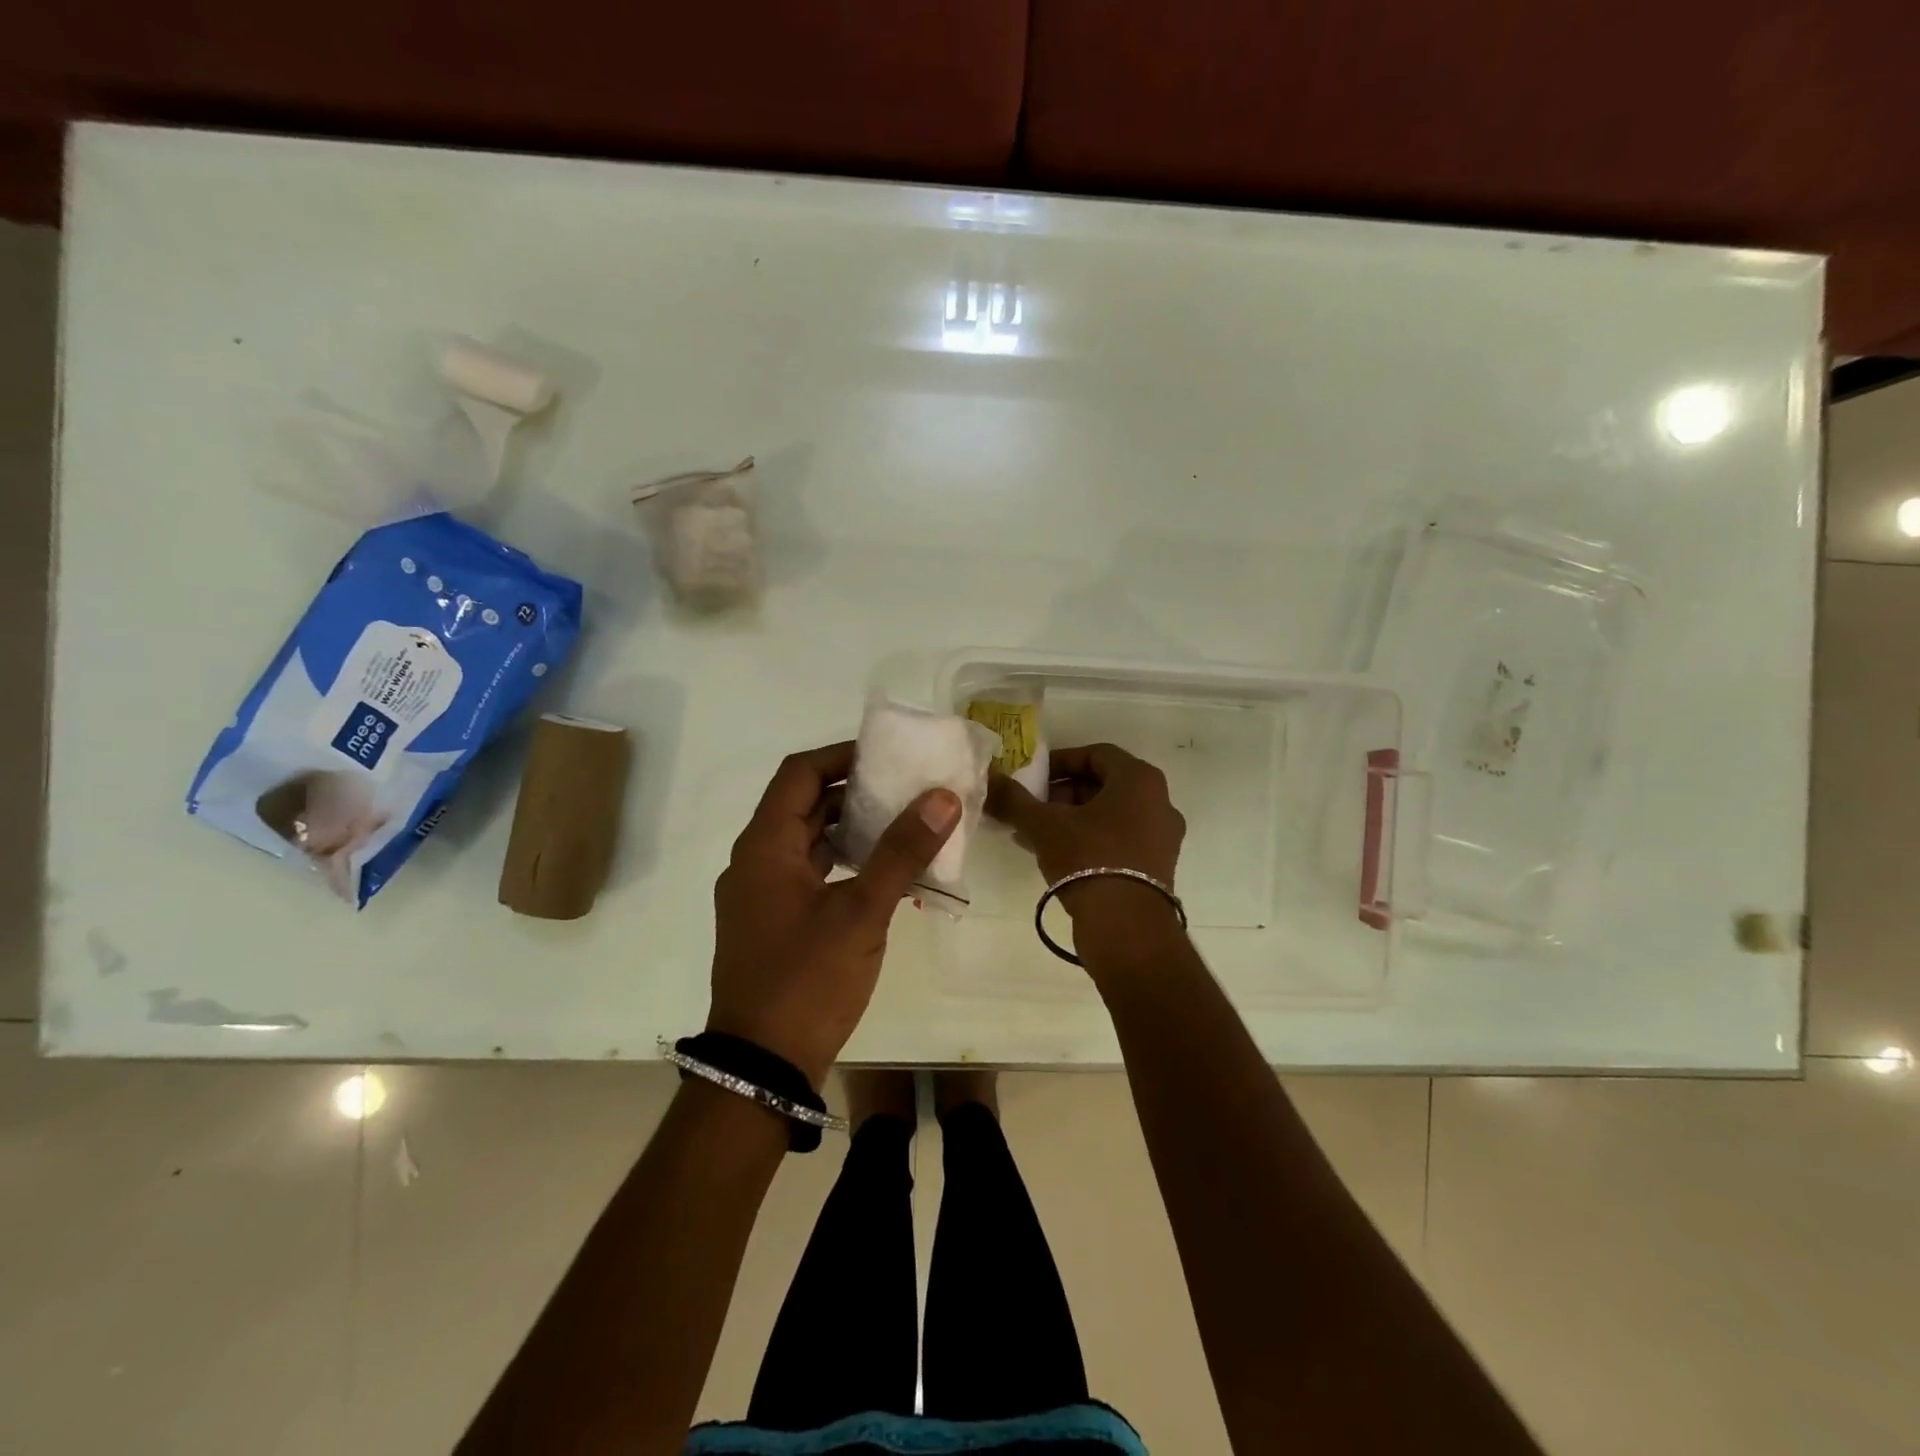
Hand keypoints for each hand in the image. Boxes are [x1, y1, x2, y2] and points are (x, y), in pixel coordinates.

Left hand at [708, 742, 959, 1086]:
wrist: (760, 1067)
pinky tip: (881, 874)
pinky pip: (807, 873)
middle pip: (803, 805)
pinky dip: (842, 863)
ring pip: (807, 841)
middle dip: (853, 791)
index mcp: (764, 846)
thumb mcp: (861, 912)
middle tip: (905, 787)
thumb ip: (901, 852)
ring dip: (849, 828)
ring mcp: (761, 895)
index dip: (841, 756)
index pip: (800, 774)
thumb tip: (942, 797)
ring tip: (901, 824)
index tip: (887, 756)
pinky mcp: (772, 922)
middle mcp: (755, 861)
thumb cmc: (806, 980)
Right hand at [985, 742, 1186, 929]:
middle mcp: (1159, 802)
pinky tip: (1056, 856)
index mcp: (1139, 779)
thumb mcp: (1044, 825)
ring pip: (1110, 815)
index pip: (1096, 754)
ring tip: (1036, 834)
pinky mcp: (1157, 867)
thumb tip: (988, 777)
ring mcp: (1162, 837)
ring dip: (1072, 819)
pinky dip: (1089, 840)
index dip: (1060, 762)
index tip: (1032, 778)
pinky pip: (1119, 840)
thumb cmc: (1088, 858)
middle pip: (1104, 785)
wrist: (1126, 926)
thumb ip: (1014, 799)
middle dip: (1063, 794)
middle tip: (1032, 807)